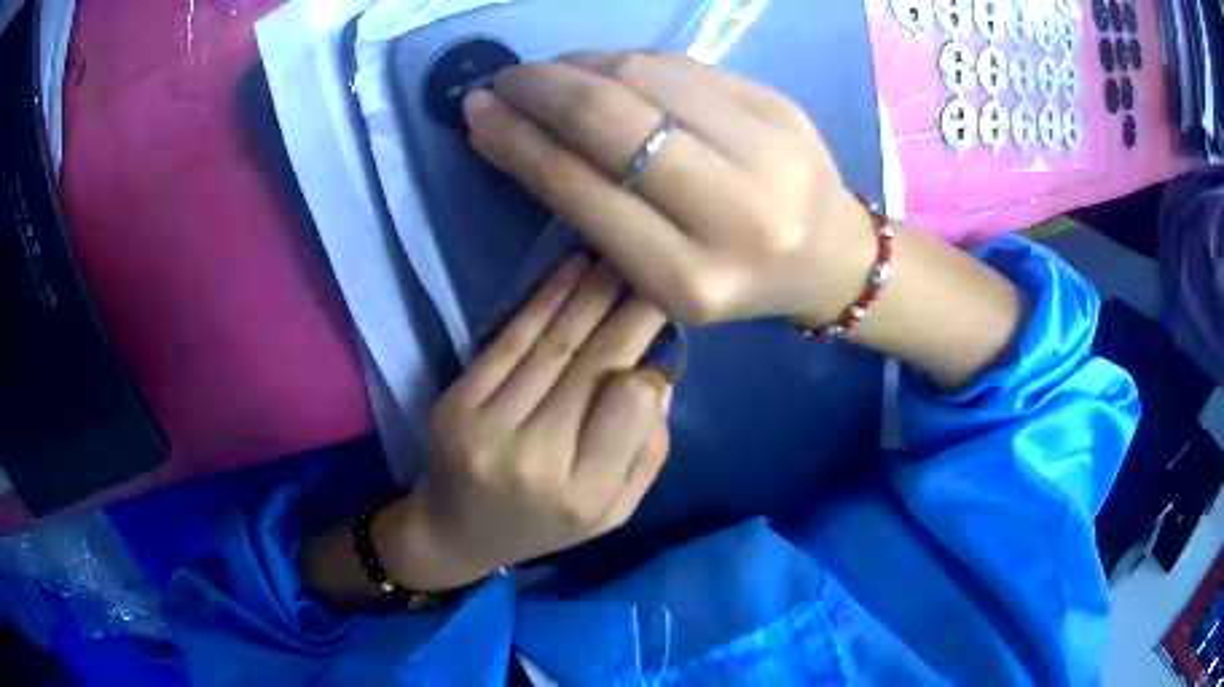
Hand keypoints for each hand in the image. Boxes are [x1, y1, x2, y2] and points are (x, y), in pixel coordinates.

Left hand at [376, 258, 671, 591]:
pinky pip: (509, 342)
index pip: (629, 406)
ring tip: (620, 259)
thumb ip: (645, 455)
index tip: (660, 335)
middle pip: (594, 366)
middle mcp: (537, 460)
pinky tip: (572, 271)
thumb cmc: (543, 527)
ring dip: (591, 294)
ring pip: (554, 345)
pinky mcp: (457, 404)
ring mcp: (489, 428)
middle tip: (657, 271)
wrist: (455, 534)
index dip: (647, 363)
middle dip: (630, 310)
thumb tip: (658, 379)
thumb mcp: (612, 514)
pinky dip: (544, 301)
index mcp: (584, 496)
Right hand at [461, 51, 876, 327]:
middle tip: (503, 81)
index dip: (520, 143)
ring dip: (577, 65)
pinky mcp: (780, 105)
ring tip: (545, 74)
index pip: (583, 190)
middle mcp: (737, 214)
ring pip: (645, 77)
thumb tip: (520, 133)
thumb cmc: (737, 280)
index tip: (478, 114)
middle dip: (541, 90)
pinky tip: (597, 67)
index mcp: (693, 280)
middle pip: (613, 121)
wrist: (830, 258)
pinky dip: (624, 60)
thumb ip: (593, 209)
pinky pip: (681, 65)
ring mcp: (768, 149)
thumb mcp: (662, 277)